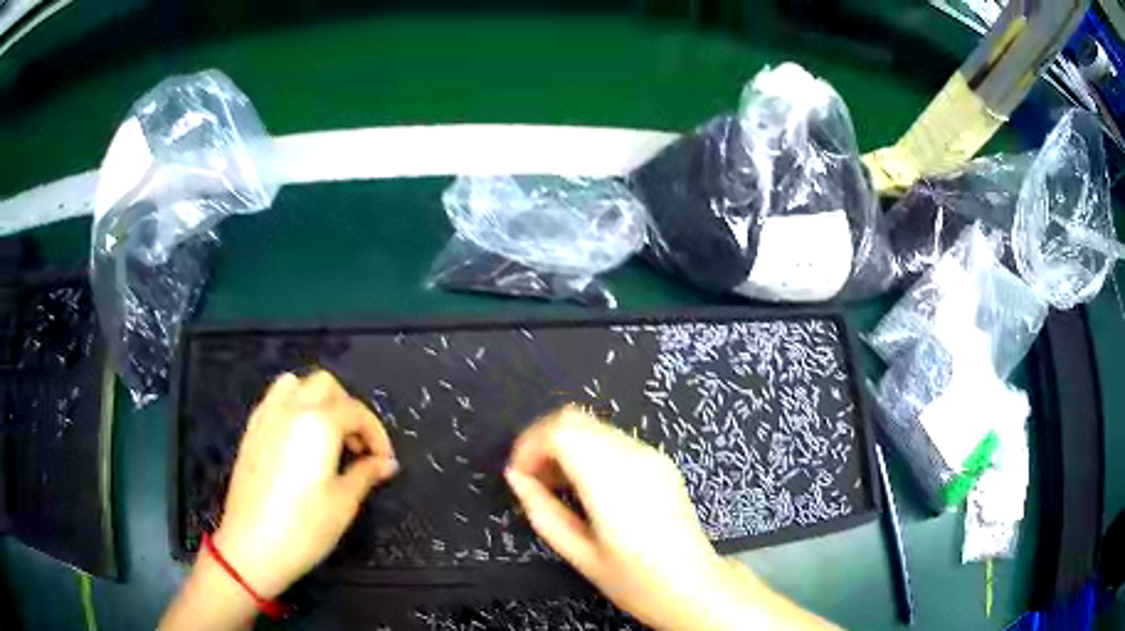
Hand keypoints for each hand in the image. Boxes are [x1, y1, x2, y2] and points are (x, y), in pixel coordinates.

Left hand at [213, 370, 397, 597]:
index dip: (377, 434)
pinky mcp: (251, 430)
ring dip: (317, 400)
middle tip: (356, 445)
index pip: (356, 412)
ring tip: (327, 436)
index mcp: (318, 424)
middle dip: (348, 408)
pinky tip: (299, 441)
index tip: (384, 462)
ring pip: (295, 384)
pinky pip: (275, 400)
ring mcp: (266, 416)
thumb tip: (386, 463)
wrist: (252, 546)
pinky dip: (293, 407)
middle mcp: (291, 409)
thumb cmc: (304, 527)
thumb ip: (366, 474)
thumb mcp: (344, 503)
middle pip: (326, 385)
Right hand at [505, 405, 730, 627]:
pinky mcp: (659, 461)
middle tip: (531, 479)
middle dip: (542, 441)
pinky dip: (586, 450)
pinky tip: (583, 486)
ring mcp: (651, 455)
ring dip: (564, 445)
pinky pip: (611, 439)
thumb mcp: (579, 554)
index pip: (562, 430)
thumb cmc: (635, 581)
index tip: (518, 475)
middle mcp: (634, 456)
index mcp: (613, 481)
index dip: (530, 444)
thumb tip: (516, 477)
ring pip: (592, 426)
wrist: (693, 586)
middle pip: (575, 419)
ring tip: (554, 486)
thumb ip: (542, 511)